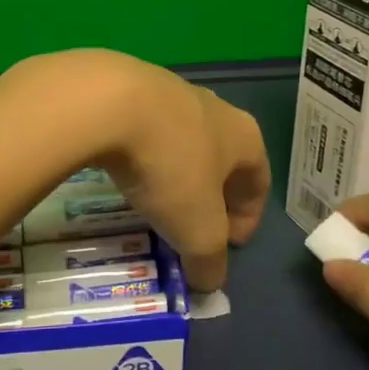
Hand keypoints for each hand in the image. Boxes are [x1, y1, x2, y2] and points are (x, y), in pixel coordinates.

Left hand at [13, 51, 269, 290]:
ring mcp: (173, 92)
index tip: (229, 244)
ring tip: (155, 202)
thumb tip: (210, 282)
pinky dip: (144, 155)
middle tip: (193, 225)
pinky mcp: (132, 87)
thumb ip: (210, 260)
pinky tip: (126, 172)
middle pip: (223, 160)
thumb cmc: (169, 167)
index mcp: (245, 138)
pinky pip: (147, 130)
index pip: (259, 182)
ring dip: (176, 173)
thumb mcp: (196, 229)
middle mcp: (216, 109)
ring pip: (183, 142)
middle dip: (211, 195)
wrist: (108, 102)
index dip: (249, 218)